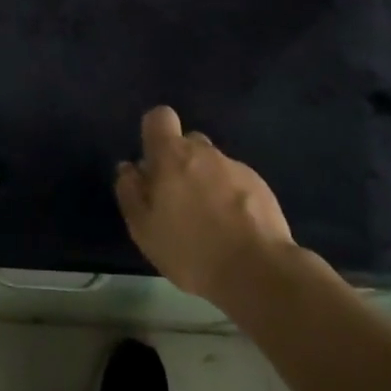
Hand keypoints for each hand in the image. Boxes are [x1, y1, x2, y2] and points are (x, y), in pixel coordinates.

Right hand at [116, 106, 295, 306]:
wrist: (259, 273)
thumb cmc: (191, 250)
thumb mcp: (144, 229)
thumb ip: (130, 192)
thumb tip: (128, 168)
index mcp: (171, 154)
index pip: (160, 117)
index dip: (155, 133)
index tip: (154, 162)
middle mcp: (204, 152)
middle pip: (188, 143)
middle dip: (181, 164)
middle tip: (179, 201)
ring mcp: (236, 167)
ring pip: (214, 165)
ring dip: (207, 183)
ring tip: (210, 222)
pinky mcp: (262, 187)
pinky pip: (238, 183)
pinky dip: (233, 199)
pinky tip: (235, 230)